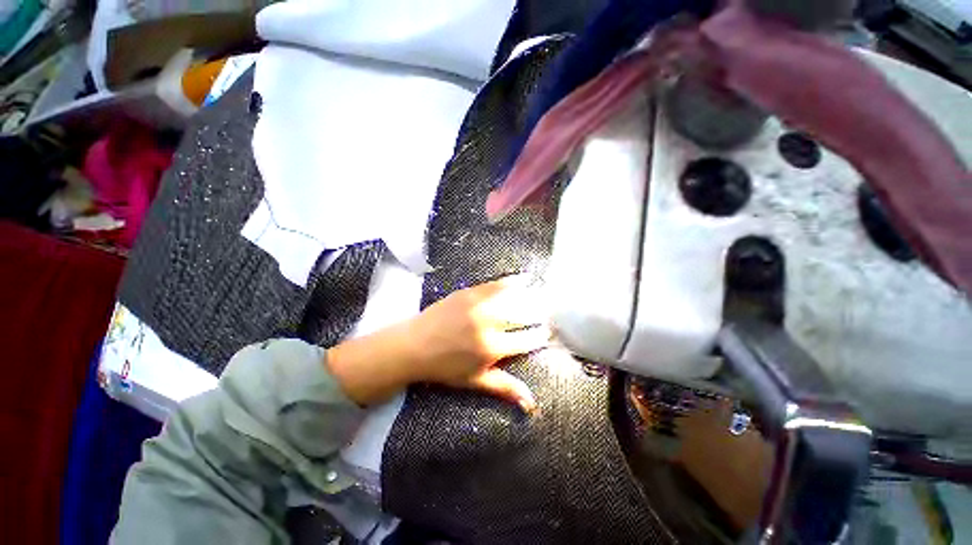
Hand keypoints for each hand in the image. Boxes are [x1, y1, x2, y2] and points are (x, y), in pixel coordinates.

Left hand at [326, 277, 549, 412]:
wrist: (413, 345)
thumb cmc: (445, 368)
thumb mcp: (475, 381)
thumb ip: (505, 388)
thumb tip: (533, 404)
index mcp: (492, 348)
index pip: (525, 341)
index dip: (539, 336)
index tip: (547, 333)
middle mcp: (489, 324)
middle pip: (523, 316)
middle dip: (538, 315)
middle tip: (547, 314)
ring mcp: (479, 305)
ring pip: (513, 298)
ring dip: (530, 297)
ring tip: (541, 296)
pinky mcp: (469, 293)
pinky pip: (495, 285)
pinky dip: (512, 282)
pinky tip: (523, 279)